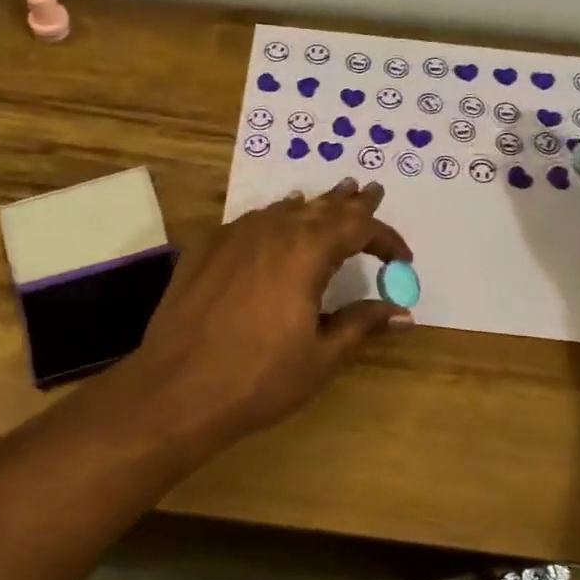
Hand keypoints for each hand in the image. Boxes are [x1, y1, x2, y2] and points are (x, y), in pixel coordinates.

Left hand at [121, 178, 413, 444]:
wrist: (176, 389)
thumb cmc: (259, 377)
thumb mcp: (322, 356)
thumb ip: (362, 324)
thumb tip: (401, 312)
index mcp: (306, 251)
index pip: (357, 227)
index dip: (385, 238)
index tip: (402, 259)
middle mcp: (270, 230)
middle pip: (319, 207)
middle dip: (350, 203)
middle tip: (370, 191)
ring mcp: (232, 236)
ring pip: (282, 209)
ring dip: (311, 207)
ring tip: (328, 201)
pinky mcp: (205, 249)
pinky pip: (250, 222)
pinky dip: (273, 220)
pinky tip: (273, 225)